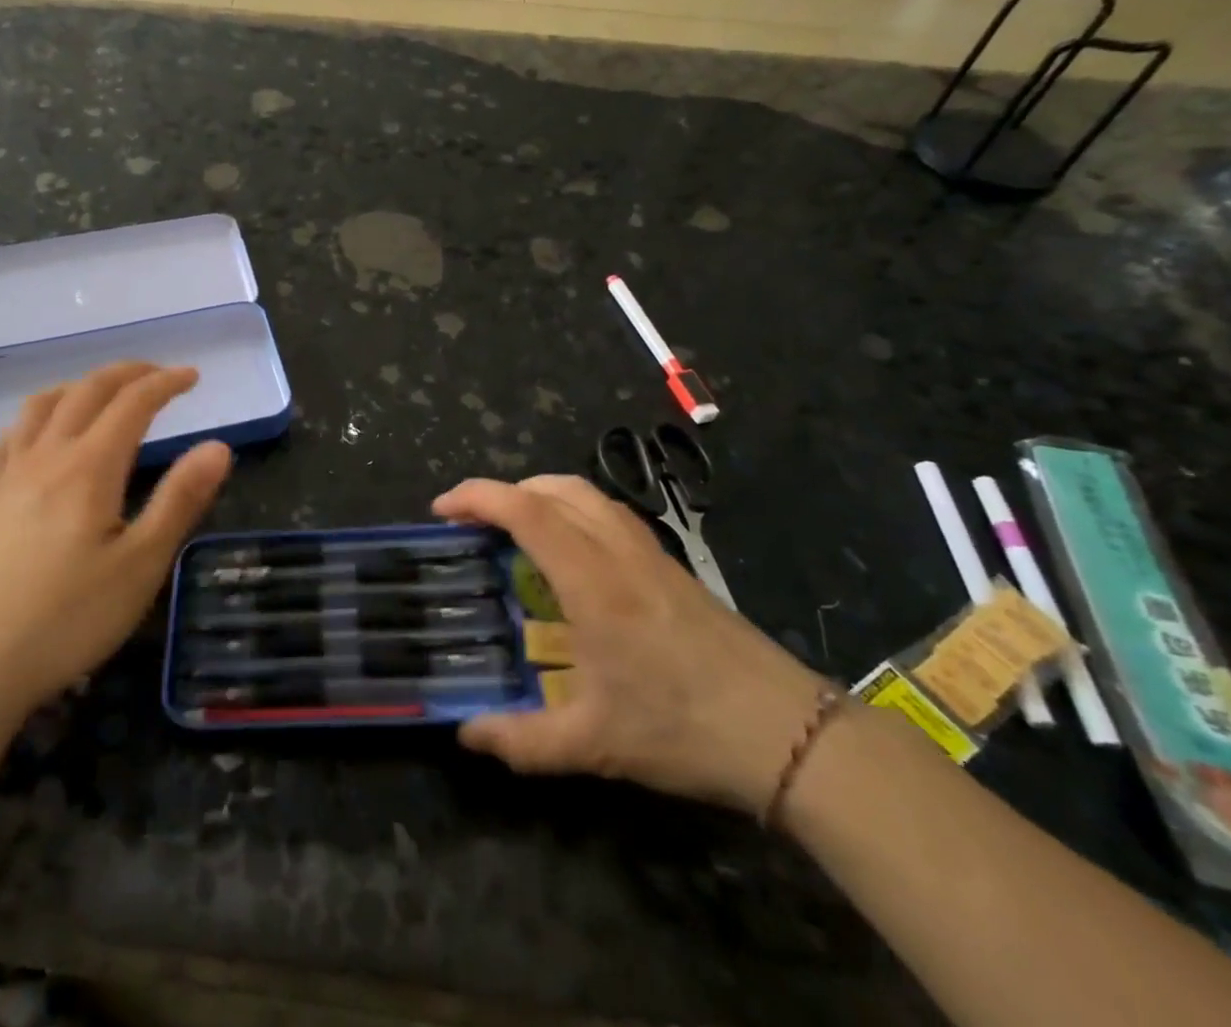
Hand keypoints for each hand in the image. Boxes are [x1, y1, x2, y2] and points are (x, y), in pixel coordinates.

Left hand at [0, 363, 232, 722]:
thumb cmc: (67, 617)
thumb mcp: (141, 564)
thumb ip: (180, 500)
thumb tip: (219, 446)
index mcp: (90, 467)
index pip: (132, 403)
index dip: (165, 383)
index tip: (192, 376)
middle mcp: (48, 457)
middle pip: (87, 392)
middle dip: (126, 373)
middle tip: (158, 374)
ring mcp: (11, 477)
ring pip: (42, 406)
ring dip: (78, 385)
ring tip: (102, 392)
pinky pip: (9, 439)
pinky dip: (34, 418)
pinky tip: (39, 434)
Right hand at [435, 474, 827, 814]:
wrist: (788, 734)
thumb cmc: (684, 729)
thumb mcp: (595, 744)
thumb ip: (522, 741)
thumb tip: (466, 735)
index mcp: (592, 582)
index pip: (526, 511)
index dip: (477, 498)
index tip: (442, 510)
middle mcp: (618, 551)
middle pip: (554, 487)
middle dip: (503, 491)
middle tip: (472, 522)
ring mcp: (650, 553)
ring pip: (585, 493)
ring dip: (539, 494)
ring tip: (513, 528)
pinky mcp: (670, 565)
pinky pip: (608, 512)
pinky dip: (571, 509)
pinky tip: (568, 553)